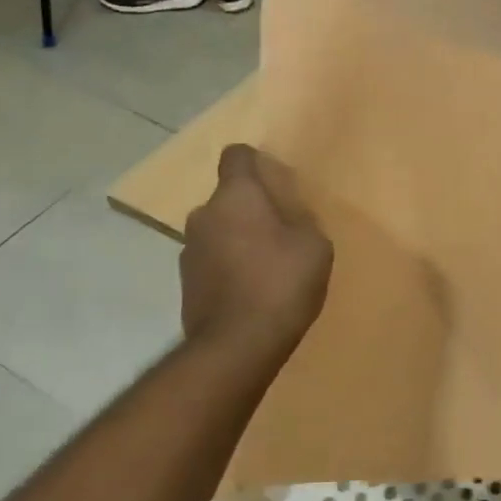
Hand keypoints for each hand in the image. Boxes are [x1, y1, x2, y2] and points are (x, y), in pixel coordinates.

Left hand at [181, 145, 333, 364]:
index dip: (255, 162)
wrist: (237, 345)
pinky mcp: (185, 283)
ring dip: (238, 240)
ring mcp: (189, 250)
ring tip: (266, 269)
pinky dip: (228, 268)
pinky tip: (250, 293)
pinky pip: (212, 261)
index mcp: (236, 196)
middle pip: (228, 198)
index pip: (237, 155)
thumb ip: (300, 219)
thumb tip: (287, 214)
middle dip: (251, 209)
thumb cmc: (282, 283)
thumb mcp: (314, 246)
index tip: (275, 181)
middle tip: (280, 233)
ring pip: (218, 231)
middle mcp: (204, 215)